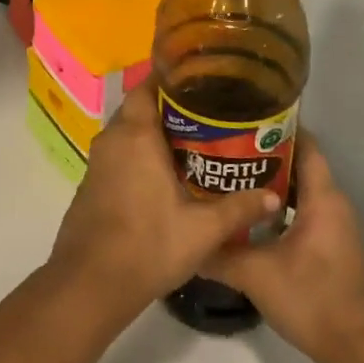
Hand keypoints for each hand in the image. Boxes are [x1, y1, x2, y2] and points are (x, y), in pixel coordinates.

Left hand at [45, 78, 280, 325]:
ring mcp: (98, 163)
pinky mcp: (92, 184)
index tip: (199, 81)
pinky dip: (140, 154)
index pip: (146, 88)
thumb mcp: (202, 230)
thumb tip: (272, 197)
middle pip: (139, 109)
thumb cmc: (148, 246)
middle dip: (170, 108)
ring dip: (155, 134)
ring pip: (128, 133)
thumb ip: (238, 208)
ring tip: (195, 142)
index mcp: (135, 136)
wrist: (90, 282)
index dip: (169, 80)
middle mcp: (112, 140)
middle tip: (209, 115)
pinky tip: (166, 173)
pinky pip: (119, 155)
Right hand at [202, 139, 363, 362]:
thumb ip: (218, 255)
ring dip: (267, 183)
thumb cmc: (313, 301)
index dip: (276, 127)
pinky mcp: (330, 247)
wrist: (361, 353)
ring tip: (226, 176)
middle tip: (221, 146)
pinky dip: (276, 207)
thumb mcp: (256, 275)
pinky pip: (301, 211)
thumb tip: (184, 242)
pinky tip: (246, 216)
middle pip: (298, 164)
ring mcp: (334, 227)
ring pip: (298, 190)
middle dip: (261, 153)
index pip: (304, 144)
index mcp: (322, 199)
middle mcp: (332, 205)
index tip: (241, 117)